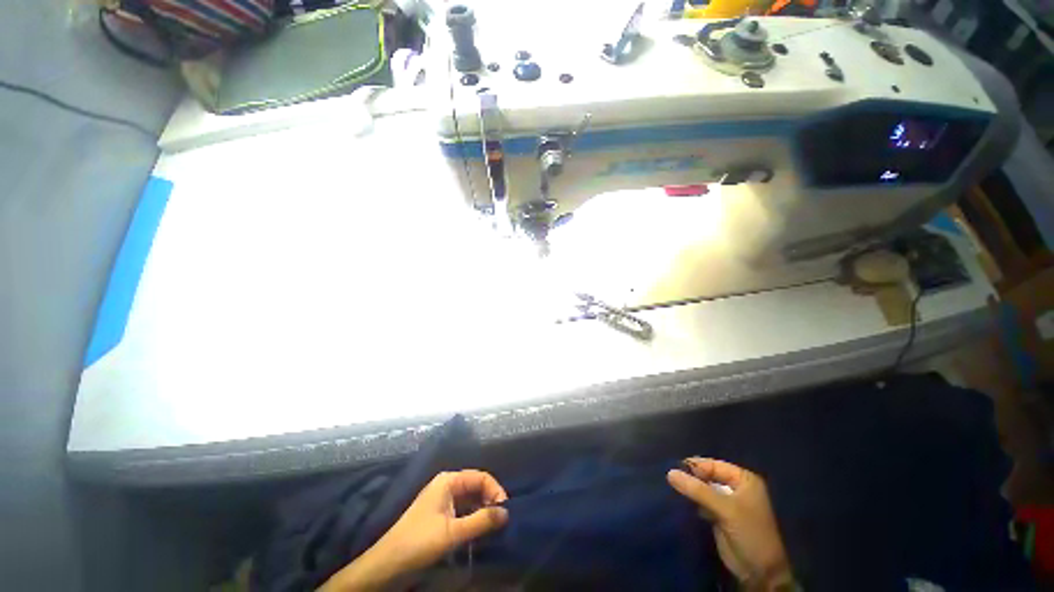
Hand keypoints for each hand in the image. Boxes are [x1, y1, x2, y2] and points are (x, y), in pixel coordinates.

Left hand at [321, 470, 508, 590]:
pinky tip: (479, 532)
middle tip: (501, 521)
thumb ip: (481, 521)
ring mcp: (442, 500)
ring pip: (470, 500)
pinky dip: (473, 519)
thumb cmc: (419, 543)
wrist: (386, 566)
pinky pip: (463, 511)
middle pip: (476, 486)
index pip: (481, 476)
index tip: (506, 511)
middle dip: (490, 501)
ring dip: (483, 512)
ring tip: (493, 528)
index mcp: (449, 480)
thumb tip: (507, 512)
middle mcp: (447, 485)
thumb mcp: (453, 533)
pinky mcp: (439, 515)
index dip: (495, 490)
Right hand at [667, 458, 793, 590]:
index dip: (695, 466)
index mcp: (743, 479)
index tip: (674, 469)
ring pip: (703, 488)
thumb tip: (670, 472)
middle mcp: (735, 487)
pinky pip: (702, 501)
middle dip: (691, 477)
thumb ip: (698, 490)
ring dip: (690, 489)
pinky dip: (692, 500)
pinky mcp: (719, 515)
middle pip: (707, 475)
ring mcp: (727, 502)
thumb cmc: (750, 533)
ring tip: (671, 487)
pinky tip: (679, 500)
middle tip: (671, 478)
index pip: (713, 465)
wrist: (760, 571)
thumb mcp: (725, 509)